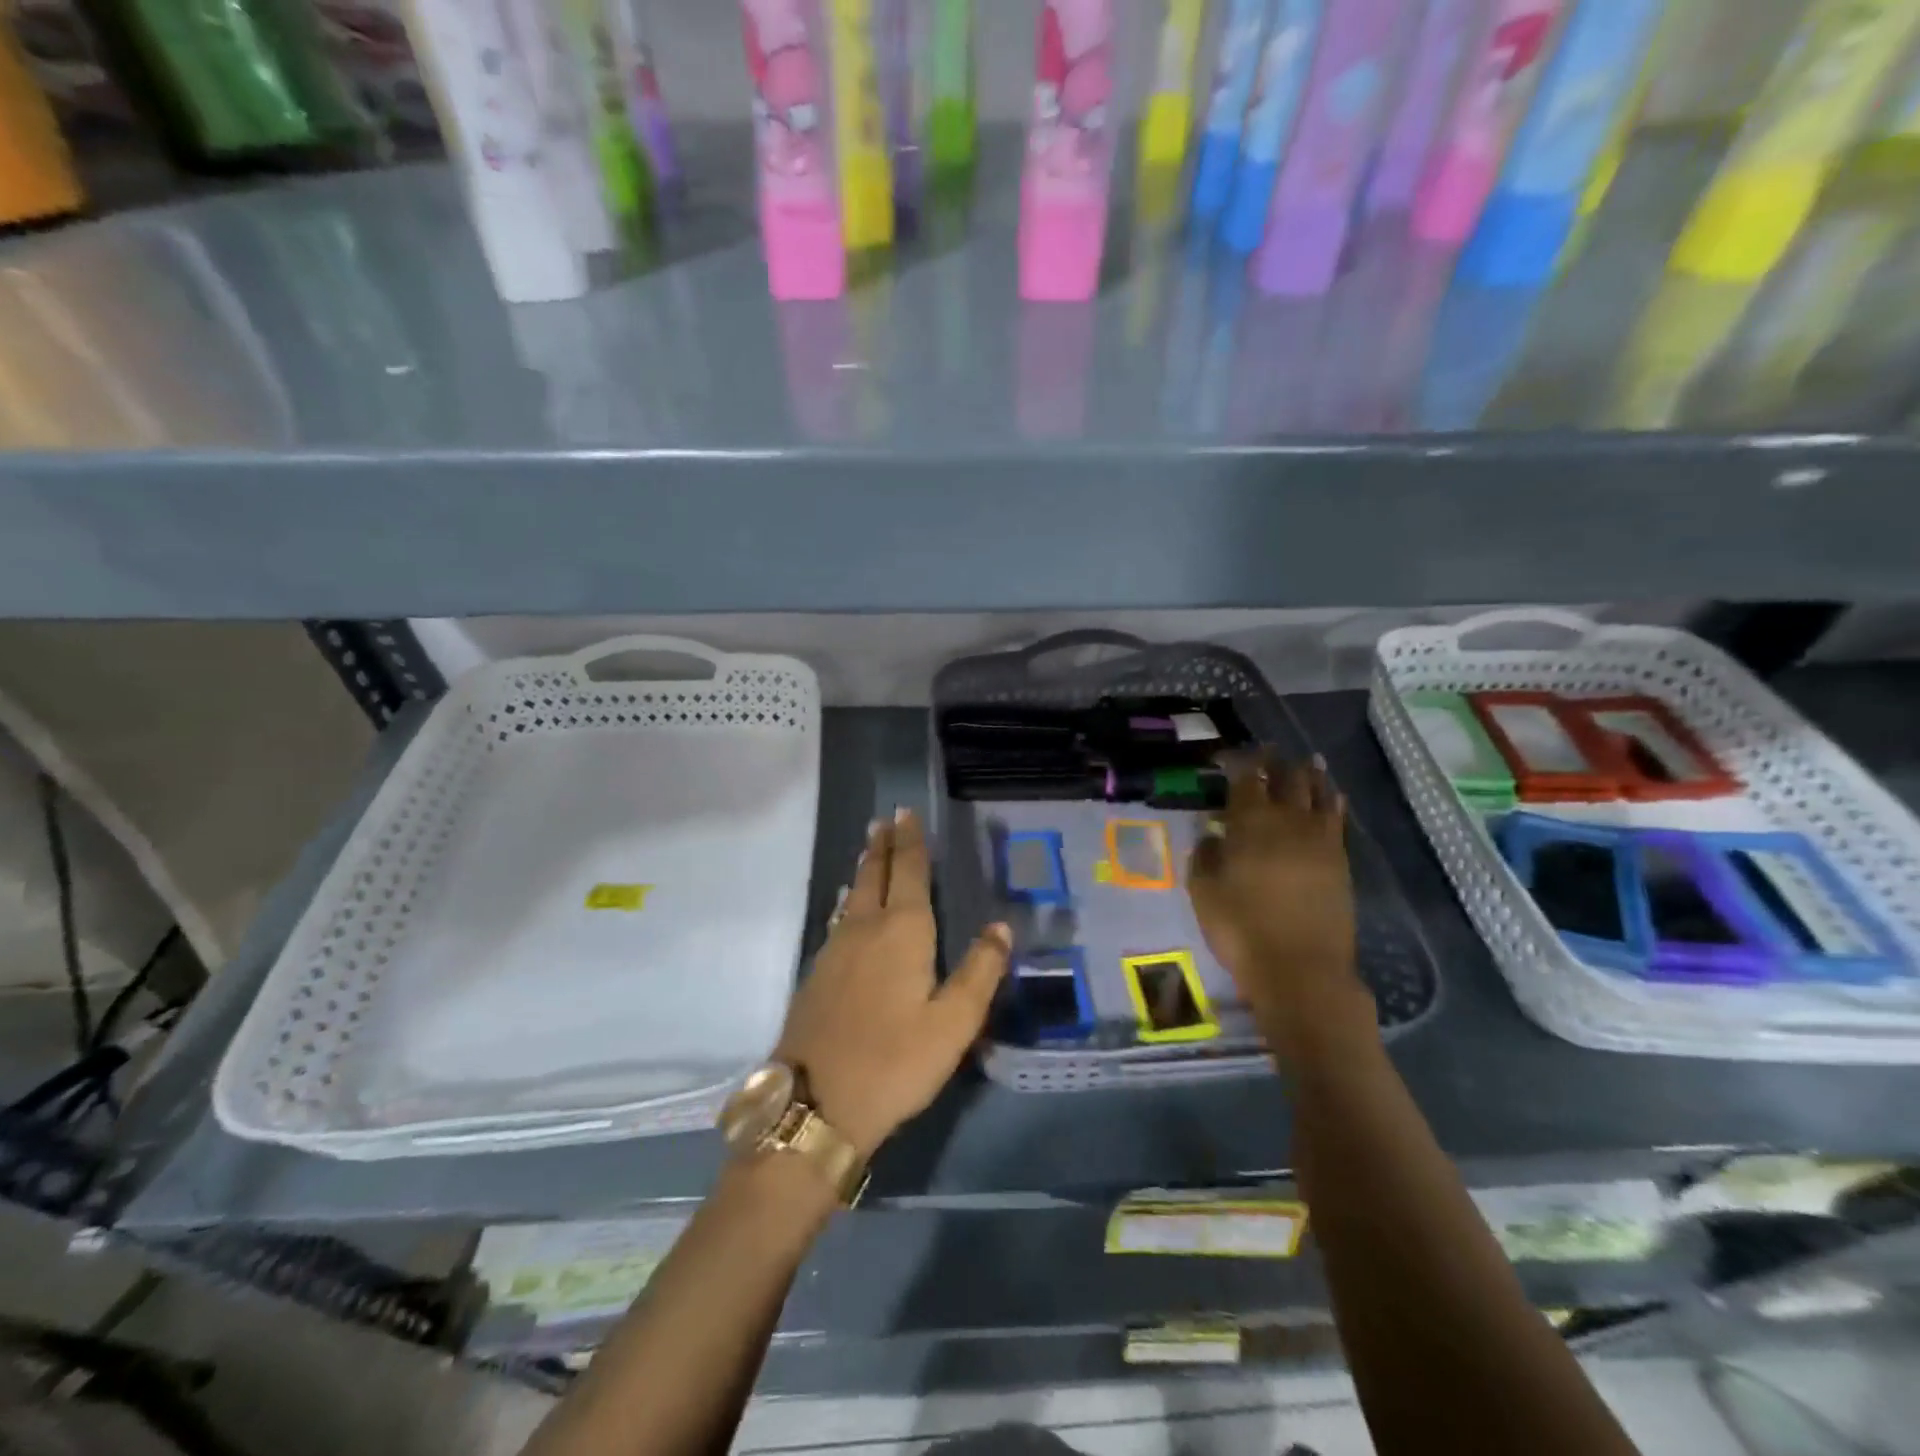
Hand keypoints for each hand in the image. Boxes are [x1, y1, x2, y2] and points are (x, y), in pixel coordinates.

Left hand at [777, 809, 1010, 1158]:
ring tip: (868, 851)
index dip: (910, 842)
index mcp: (902, 932)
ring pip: (852, 896)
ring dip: (864, 870)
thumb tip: (1001, 926)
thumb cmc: (895, 1062)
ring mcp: (834, 950)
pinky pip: (838, 919)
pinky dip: (848, 901)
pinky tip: (846, 908)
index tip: (906, 813)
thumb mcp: (953, 1023)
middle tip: (884, 821)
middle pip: (874, 876)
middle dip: (883, 846)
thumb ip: (980, 972)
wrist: (816, 1104)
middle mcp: (864, 929)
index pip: (909, 873)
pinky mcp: (816, 974)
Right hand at [1188, 752, 1372, 1060]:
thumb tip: (1212, 833)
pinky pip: (1337, 818)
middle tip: (1269, 751)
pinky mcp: (1340, 860)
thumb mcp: (1204, 893)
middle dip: (1275, 761)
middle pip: (1285, 779)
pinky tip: (1333, 795)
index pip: (1245, 779)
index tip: (1229, 755)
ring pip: (1317, 793)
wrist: (1300, 969)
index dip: (1238, 762)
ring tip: (1308, 761)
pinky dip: (1333, 801)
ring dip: (1310, 774)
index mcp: (1249, 824)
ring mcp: (1319, 839)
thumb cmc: (1240, 930)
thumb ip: (1205, 856)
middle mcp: (1287, 821)